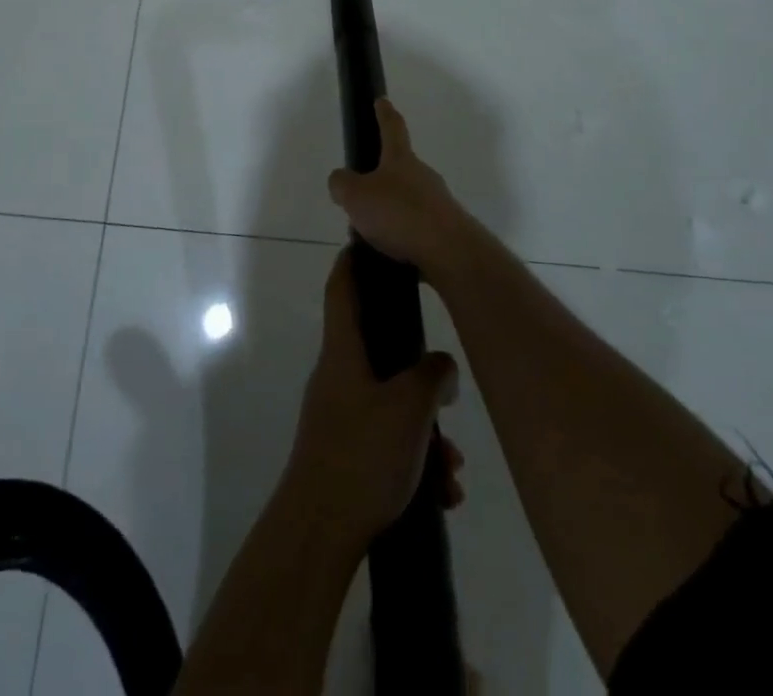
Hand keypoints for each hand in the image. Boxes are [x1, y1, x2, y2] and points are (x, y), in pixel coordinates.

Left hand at [287, 249, 464, 545]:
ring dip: (426, 429)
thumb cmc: (362, 455)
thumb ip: (433, 376)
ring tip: (453, 466)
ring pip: (391, 403)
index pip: (342, 288)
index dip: (353, 260)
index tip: (370, 241)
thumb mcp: (410, 408)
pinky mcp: (346, 452)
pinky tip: (442, 491)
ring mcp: (340, 414)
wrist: (319, 532)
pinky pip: (387, 439)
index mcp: (343, 351)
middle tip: (447, 385)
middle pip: (378, 349)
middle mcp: (338, 375)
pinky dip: (416, 457)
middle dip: (420, 370)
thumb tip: (442, 367)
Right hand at [327, 100, 474, 279]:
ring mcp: (438, 202)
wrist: (449, 251)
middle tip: (361, 192)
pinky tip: (389, 250)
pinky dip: (402, 234)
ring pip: (408, 199)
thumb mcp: (356, 196)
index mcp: (400, 159)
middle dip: (382, 176)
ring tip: (370, 232)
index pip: (392, 127)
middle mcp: (422, 174)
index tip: (382, 100)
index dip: (384, 113)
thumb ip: (342, 184)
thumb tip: (341, 180)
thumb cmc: (399, 214)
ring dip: (391, 210)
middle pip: (400, 167)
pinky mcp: (446, 229)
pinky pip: (417, 226)